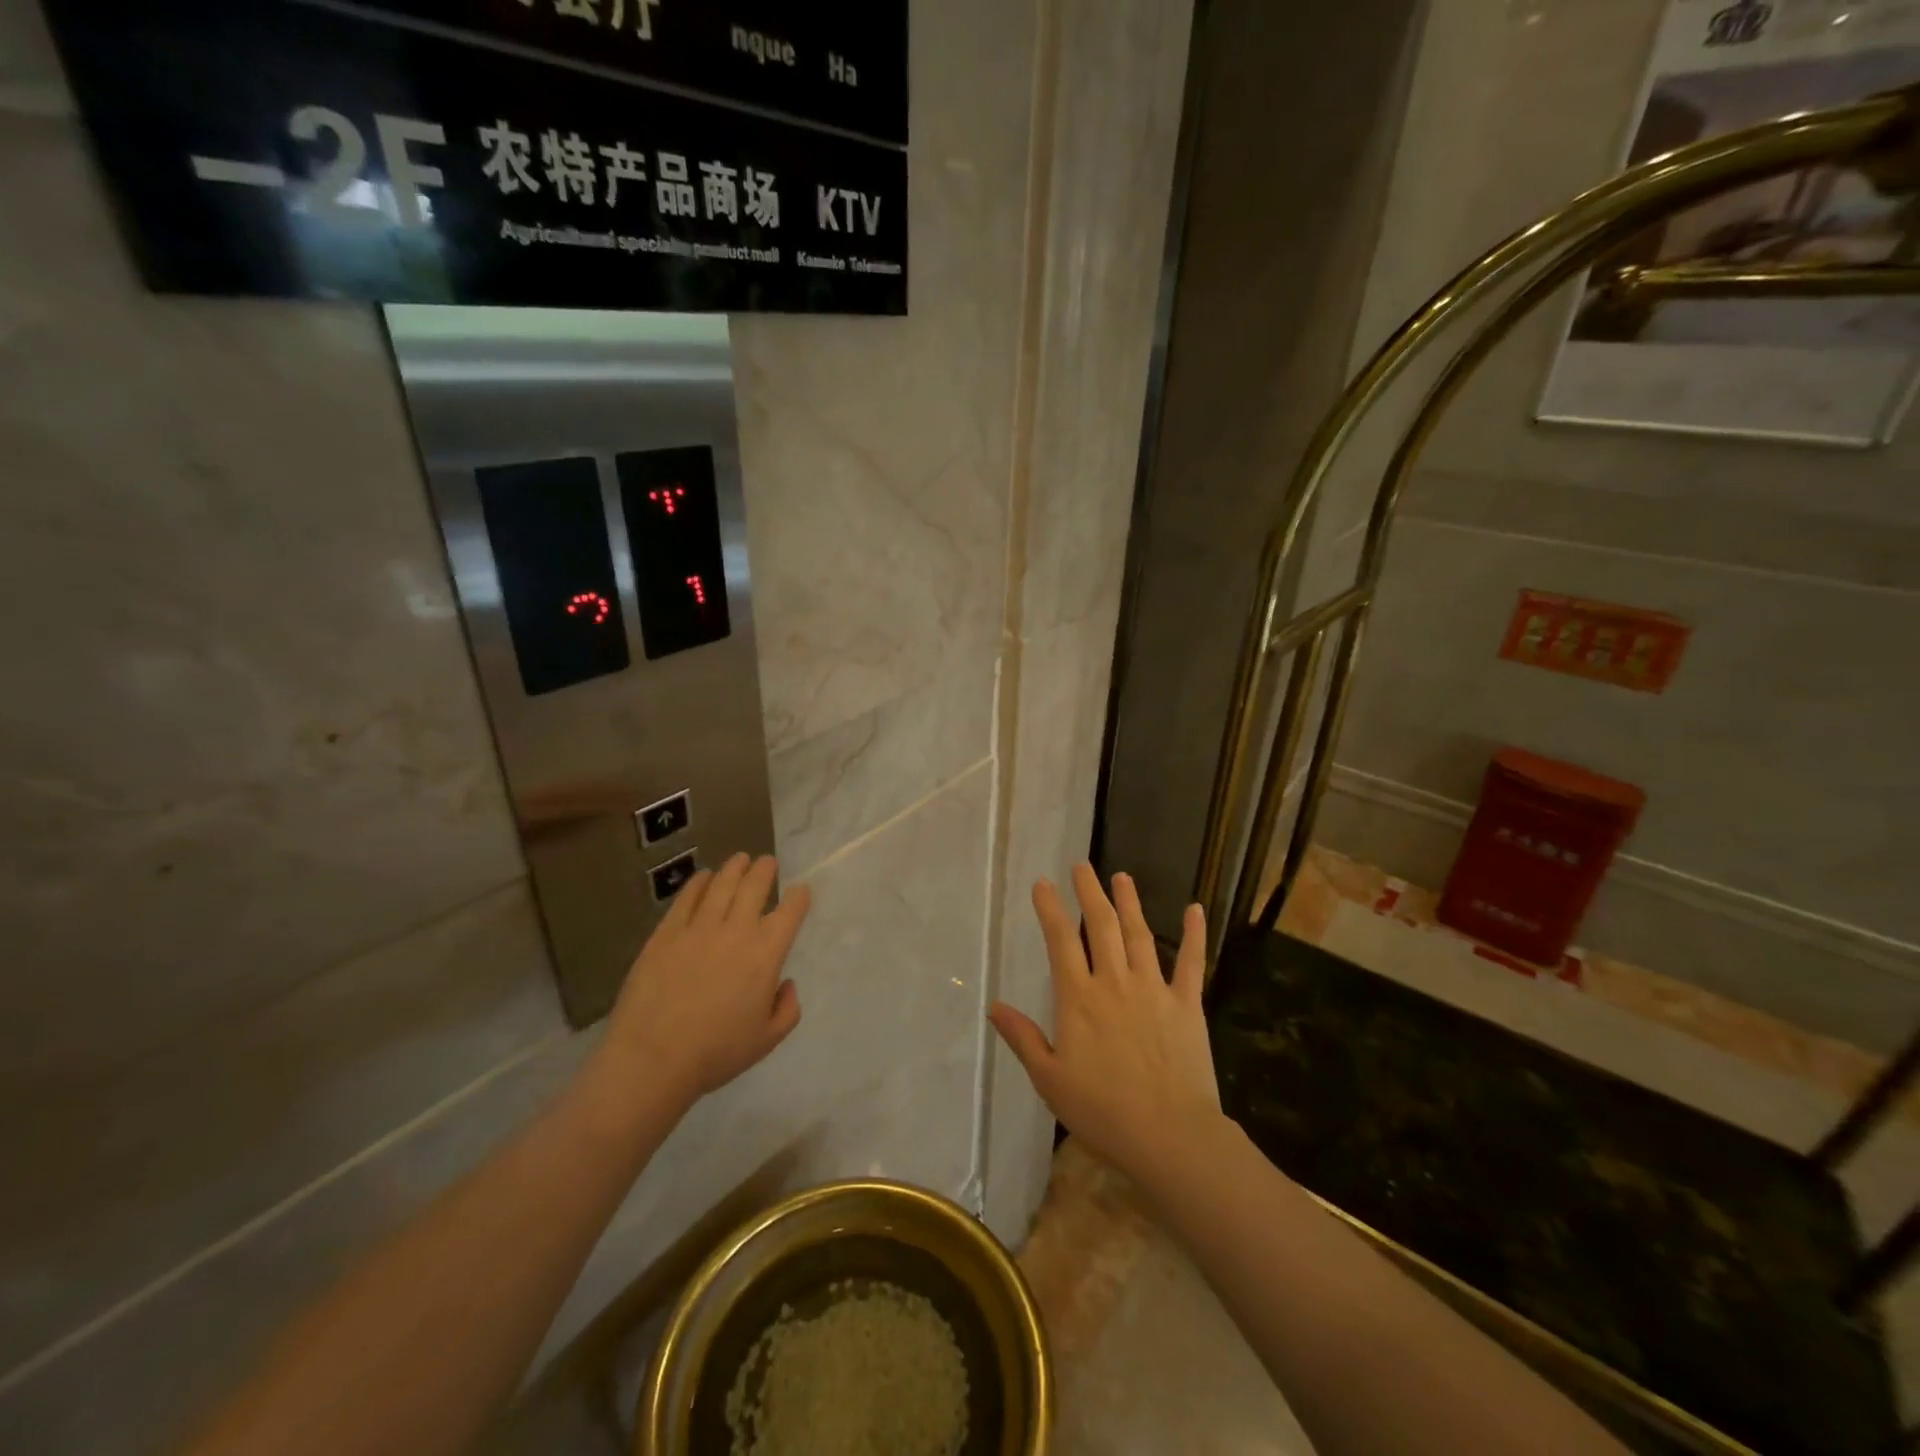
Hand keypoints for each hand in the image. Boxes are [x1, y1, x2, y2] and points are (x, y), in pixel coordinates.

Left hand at [595, 853, 809, 1114]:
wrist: (653, 1057)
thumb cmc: (716, 1052)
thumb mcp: (767, 1040)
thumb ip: (787, 1009)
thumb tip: (785, 983)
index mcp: (766, 953)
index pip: (790, 912)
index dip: (799, 897)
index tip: (801, 891)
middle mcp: (736, 930)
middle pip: (755, 886)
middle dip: (765, 870)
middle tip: (767, 862)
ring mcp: (698, 927)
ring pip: (722, 884)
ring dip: (735, 868)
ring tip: (740, 859)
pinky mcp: (666, 932)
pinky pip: (687, 898)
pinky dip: (699, 882)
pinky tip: (703, 877)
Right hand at [988, 864, 1220, 1190]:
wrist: (1169, 1136)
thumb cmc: (1103, 1112)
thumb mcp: (1050, 1080)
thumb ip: (1023, 1039)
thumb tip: (994, 1006)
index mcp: (1079, 999)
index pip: (1061, 941)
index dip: (1050, 909)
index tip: (1043, 883)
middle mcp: (1114, 982)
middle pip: (1100, 926)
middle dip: (1089, 893)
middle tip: (1081, 866)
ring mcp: (1154, 989)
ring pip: (1139, 935)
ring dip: (1129, 903)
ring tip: (1122, 877)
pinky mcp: (1187, 1004)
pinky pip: (1191, 963)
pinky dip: (1195, 934)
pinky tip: (1195, 909)